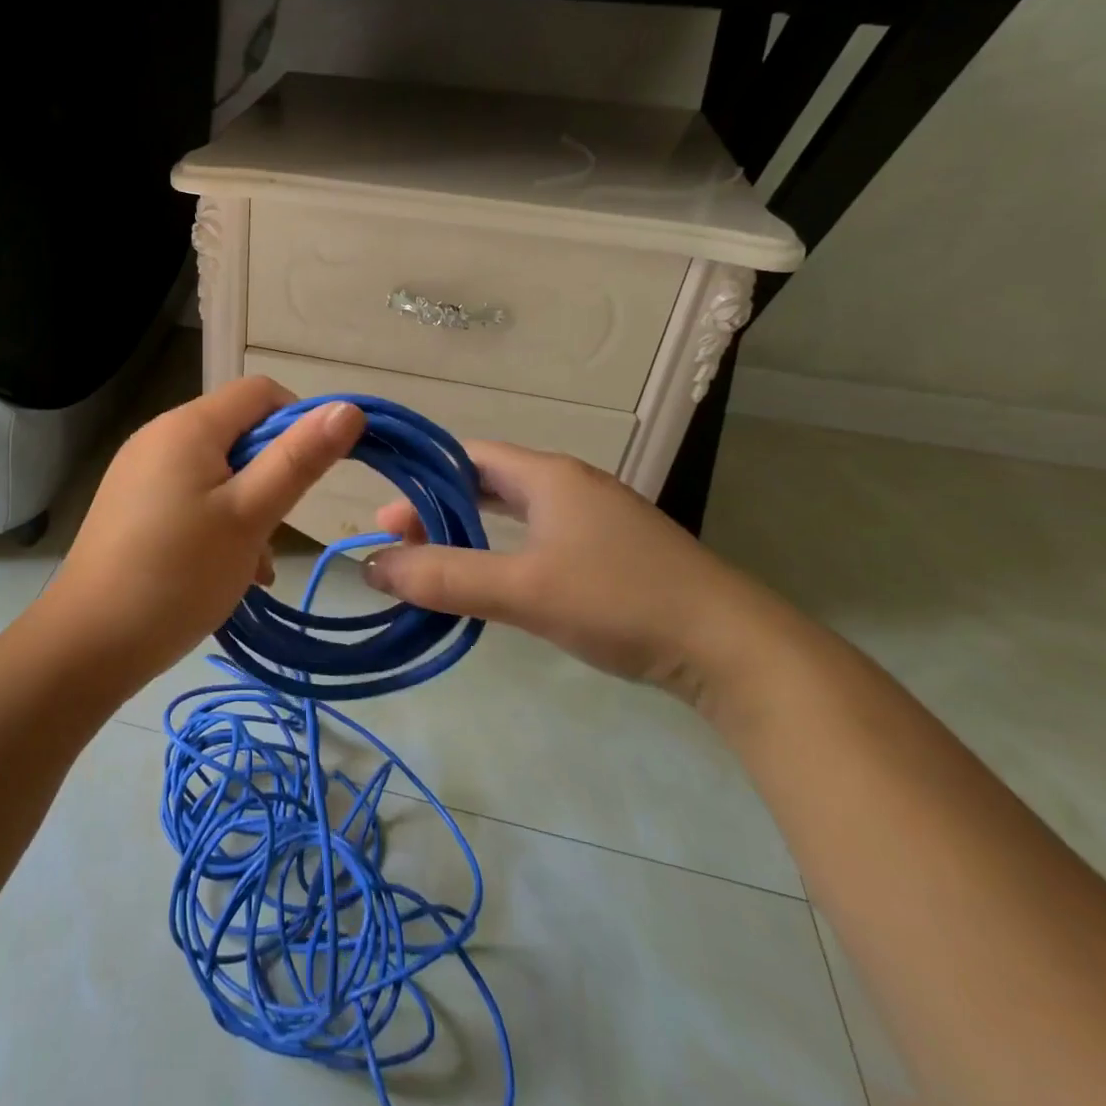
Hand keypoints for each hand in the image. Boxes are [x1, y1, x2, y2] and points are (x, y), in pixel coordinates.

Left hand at [40, 377, 364, 680]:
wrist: (88, 642)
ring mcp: (140, 471)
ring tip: (254, 563)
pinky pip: (189, 495)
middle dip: (271, 474)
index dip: (298, 422)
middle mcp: (159, 436)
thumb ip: (298, 459)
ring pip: (217, 470)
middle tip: (276, 528)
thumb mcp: (249, 516)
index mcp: (188, 426)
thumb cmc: (178, 574)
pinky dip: (216, 521)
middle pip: (238, 431)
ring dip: (247, 506)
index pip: (260, 392)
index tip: (311, 476)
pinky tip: (225, 570)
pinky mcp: (131, 505)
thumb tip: (346, 408)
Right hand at [361, 440, 776, 699]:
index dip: (421, 478)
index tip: (386, 513)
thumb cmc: (620, 601)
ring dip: (470, 528)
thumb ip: (445, 578)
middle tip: (399, 540)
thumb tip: (372, 566)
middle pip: (487, 481)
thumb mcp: (523, 590)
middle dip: (439, 506)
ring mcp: (596, 518)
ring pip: (515, 510)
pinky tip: (495, 576)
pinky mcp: (612, 552)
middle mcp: (571, 485)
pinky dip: (503, 547)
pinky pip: (540, 535)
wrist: (733, 649)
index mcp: (549, 476)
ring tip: (434, 558)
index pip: (468, 456)